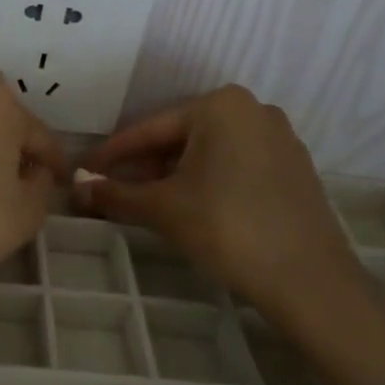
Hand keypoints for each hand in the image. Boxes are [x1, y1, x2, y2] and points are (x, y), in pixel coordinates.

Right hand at [77, 86, 364, 321]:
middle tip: (114, 189)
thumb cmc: (226, 228)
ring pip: (209, 151)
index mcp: (219, 106)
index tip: (85, 171)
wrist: (307, 279)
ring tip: (148, 201)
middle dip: (145, 164)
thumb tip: (77, 188)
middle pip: (181, 137)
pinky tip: (191, 206)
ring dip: (174, 174)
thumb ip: (115, 194)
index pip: (150, 129)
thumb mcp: (162, 208)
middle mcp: (252, 109)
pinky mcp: (294, 166)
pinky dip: (207, 180)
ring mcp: (279, 137)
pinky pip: (236, 164)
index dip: (112, 154)